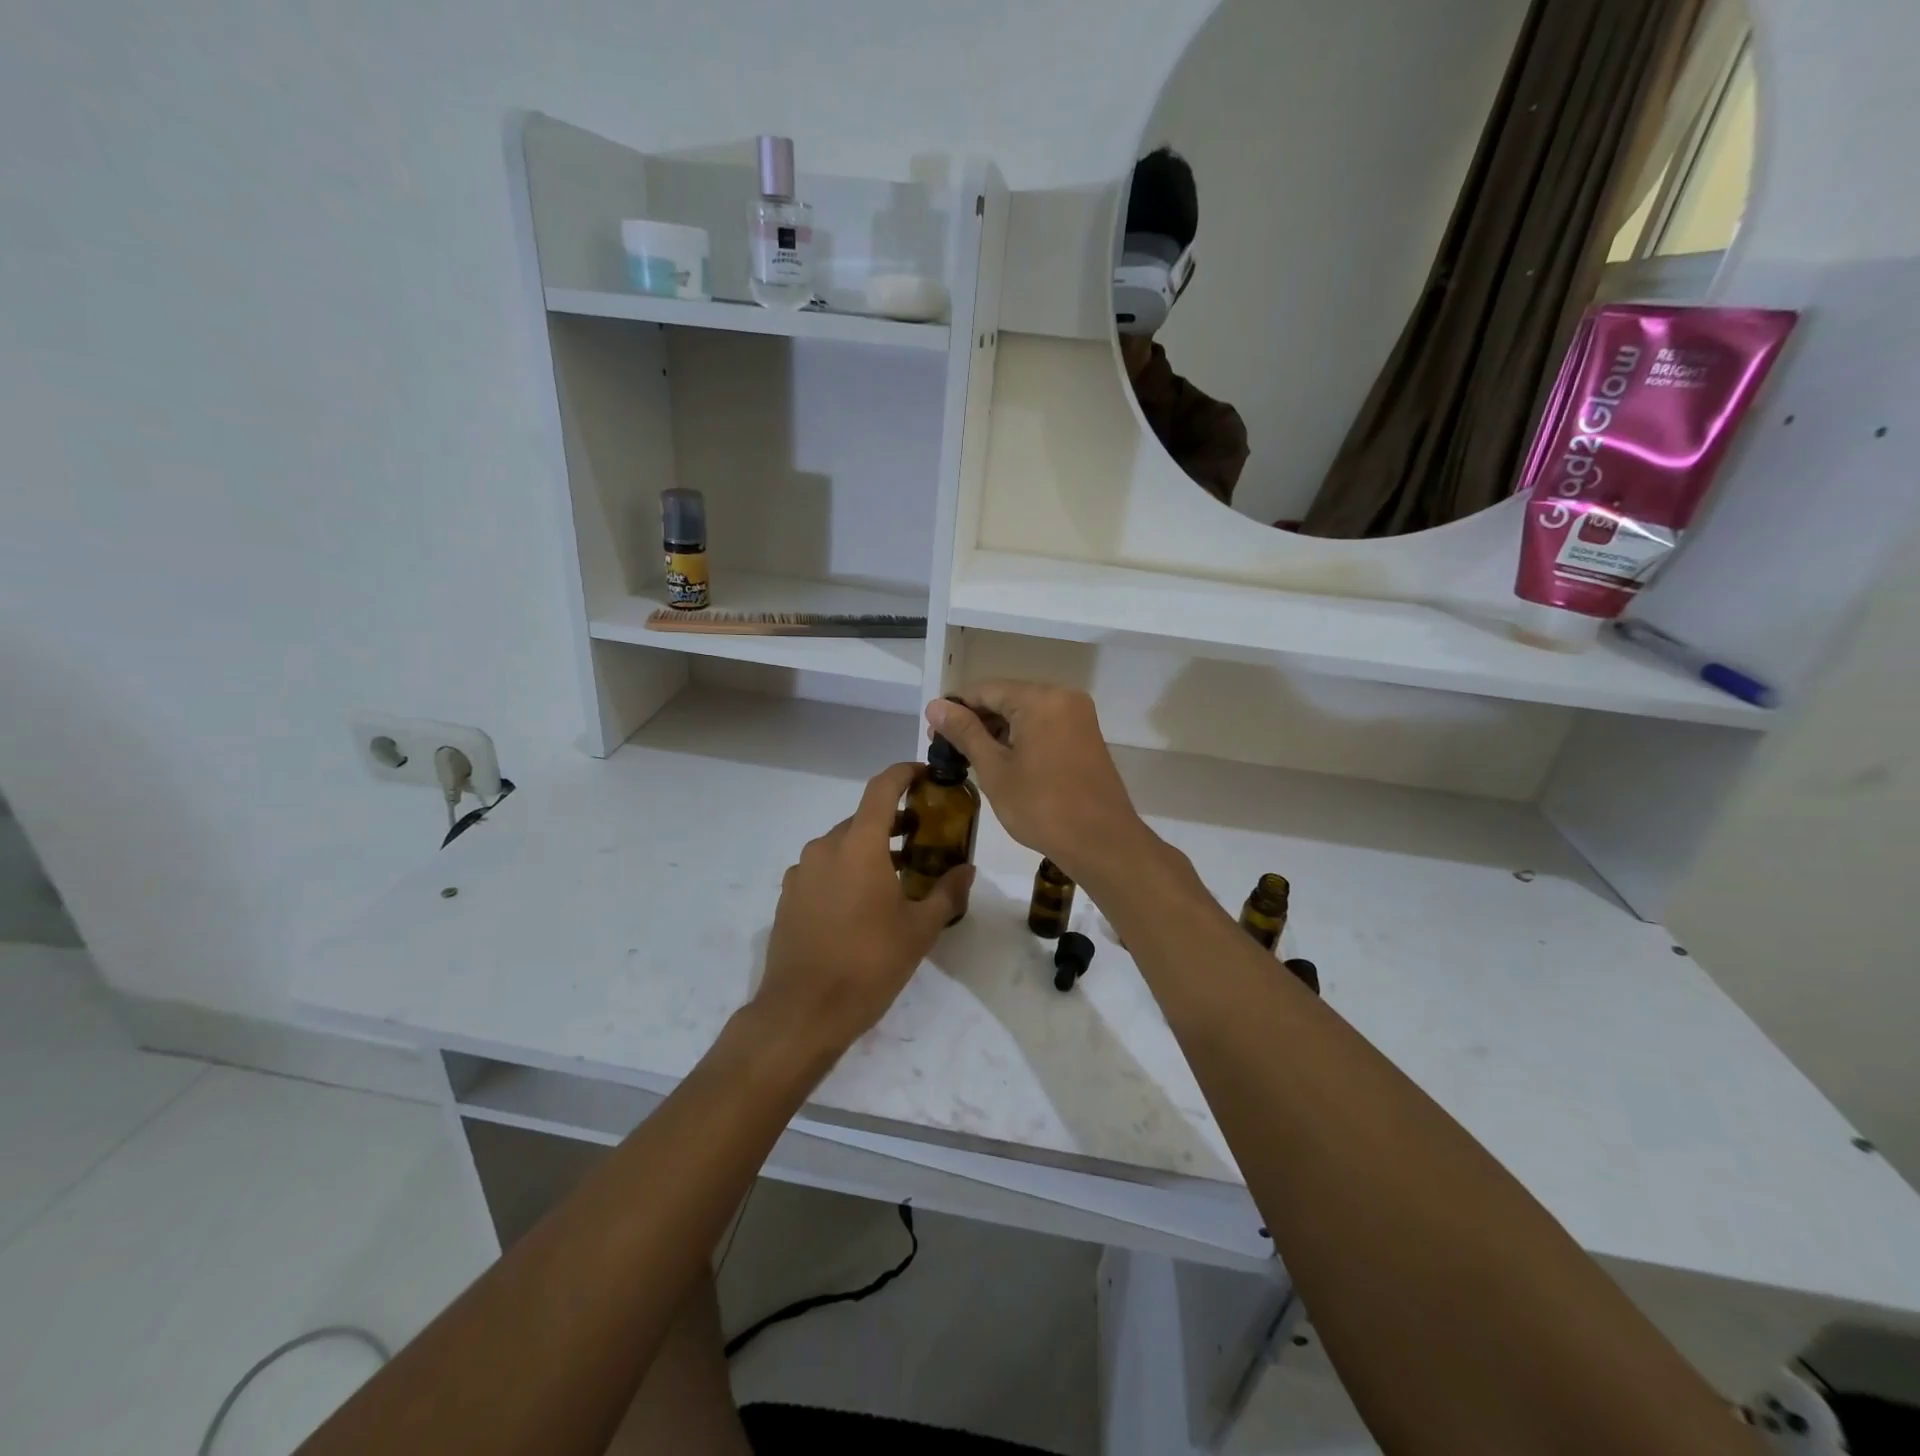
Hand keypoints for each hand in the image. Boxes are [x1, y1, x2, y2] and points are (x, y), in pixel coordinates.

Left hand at [755, 762, 973, 1056]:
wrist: (803, 1011)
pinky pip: (822, 869)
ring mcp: (801, 872)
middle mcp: (825, 848)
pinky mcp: (788, 895)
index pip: (882, 789)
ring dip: (868, 849)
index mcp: (859, 846)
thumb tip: (967, 870)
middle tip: (922, 839)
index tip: (924, 775)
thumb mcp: (919, 931)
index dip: (904, 773)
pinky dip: (844, 871)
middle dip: (892, 822)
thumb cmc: (868, 964)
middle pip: (863, 819)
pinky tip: (860, 904)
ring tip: (895, 875)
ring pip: (841, 845)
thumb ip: (947, 893)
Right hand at [926, 684, 1152, 887]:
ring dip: (999, 731)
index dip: (955, 708)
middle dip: (977, 721)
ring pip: (1027, 712)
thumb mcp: (995, 770)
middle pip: (1008, 697)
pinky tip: (1005, 762)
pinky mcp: (1086, 736)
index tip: (933, 734)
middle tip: (949, 751)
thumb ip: (965, 732)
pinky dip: (1022, 738)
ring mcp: (1079, 716)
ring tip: (972, 759)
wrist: (1101, 842)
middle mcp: (1063, 697)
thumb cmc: (1041, 807)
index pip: (985, 690)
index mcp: (1040, 699)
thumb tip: (935, 705)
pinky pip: (1046, 725)